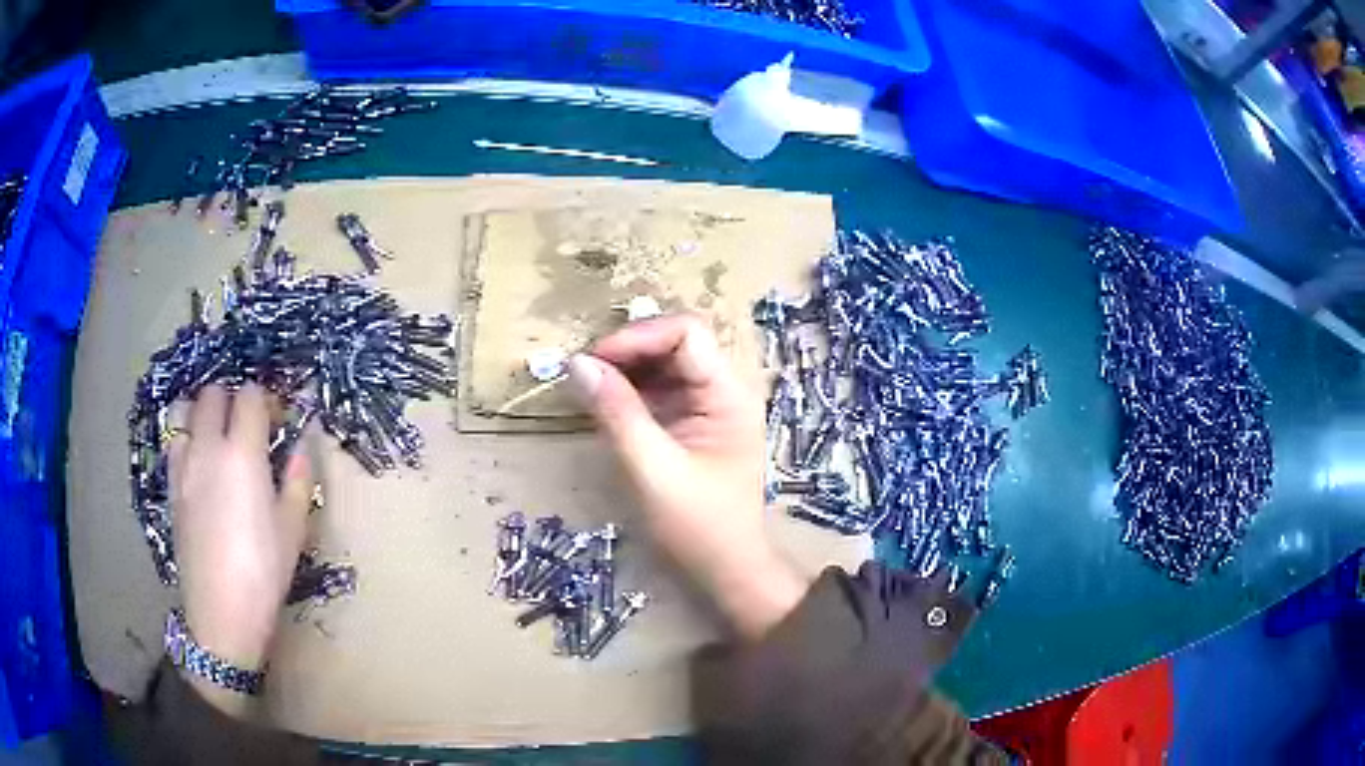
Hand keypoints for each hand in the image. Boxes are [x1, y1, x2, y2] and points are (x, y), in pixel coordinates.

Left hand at [168, 384, 312, 714]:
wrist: (220, 613)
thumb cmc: (264, 572)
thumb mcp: (293, 528)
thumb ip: (298, 477)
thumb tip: (302, 443)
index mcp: (242, 453)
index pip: (250, 397)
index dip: (267, 401)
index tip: (278, 422)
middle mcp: (208, 447)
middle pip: (214, 393)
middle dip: (233, 399)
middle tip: (249, 426)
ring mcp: (183, 465)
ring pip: (185, 410)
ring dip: (202, 411)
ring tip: (217, 435)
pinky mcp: (171, 486)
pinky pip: (174, 442)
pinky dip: (187, 437)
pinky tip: (200, 463)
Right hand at [568, 315, 806, 638]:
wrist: (728, 570)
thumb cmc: (698, 526)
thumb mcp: (652, 470)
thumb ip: (617, 413)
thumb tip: (577, 363)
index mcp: (729, 395)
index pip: (687, 333)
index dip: (638, 337)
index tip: (594, 360)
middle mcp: (725, 390)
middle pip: (676, 342)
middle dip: (629, 350)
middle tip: (586, 372)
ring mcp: (712, 405)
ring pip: (666, 363)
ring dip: (627, 368)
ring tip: (589, 385)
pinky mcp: (697, 422)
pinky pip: (663, 389)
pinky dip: (632, 390)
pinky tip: (607, 403)